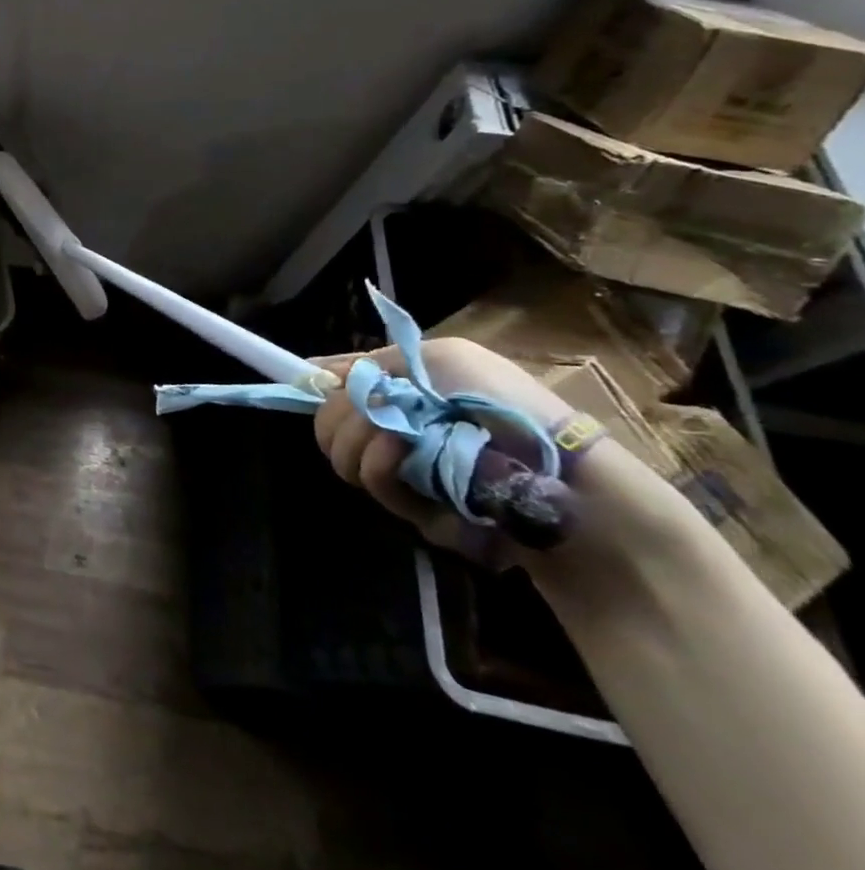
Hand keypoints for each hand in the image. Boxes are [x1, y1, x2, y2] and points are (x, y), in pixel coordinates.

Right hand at [311, 338, 576, 556]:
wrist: (566, 478)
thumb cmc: (505, 405)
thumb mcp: (443, 358)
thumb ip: (373, 363)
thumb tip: (313, 372)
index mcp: (399, 389)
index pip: (333, 385)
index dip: (315, 388)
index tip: (303, 389)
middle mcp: (394, 426)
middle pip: (327, 424)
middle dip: (341, 420)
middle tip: (373, 421)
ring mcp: (405, 471)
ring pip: (345, 460)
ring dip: (365, 449)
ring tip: (403, 449)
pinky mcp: (418, 511)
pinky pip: (380, 492)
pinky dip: (392, 480)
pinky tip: (419, 476)